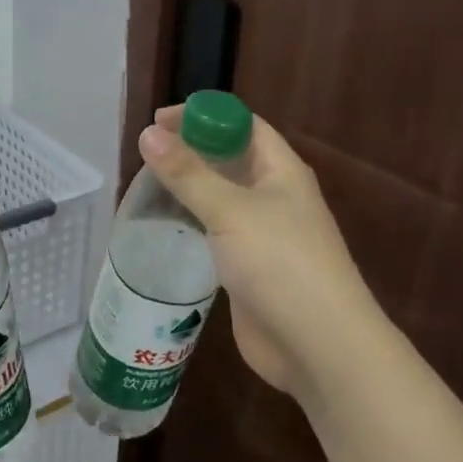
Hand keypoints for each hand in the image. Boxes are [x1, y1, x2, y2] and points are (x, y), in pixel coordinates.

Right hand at [138, 106, 384, 401]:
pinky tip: (163, 228)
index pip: (243, 125)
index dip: (204, 116)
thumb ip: (187, 173)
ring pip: (221, 198)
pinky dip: (191, 224)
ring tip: (145, 187)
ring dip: (189, 189)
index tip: (159, 122)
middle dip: (192, 151)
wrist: (317, 344)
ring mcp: (262, 234)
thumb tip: (148, 134)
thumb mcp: (230, 211)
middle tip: (146, 155)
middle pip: (230, 160)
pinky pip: (215, 233)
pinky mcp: (248, 267)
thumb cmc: (280, 263)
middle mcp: (274, 197)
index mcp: (281, 171)